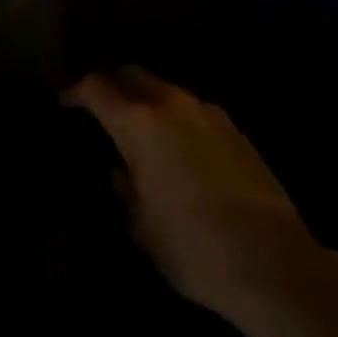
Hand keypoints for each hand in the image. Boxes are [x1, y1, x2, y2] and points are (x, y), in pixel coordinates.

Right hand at [66, 67, 321, 326]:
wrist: (272, 261)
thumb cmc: (192, 247)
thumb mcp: (143, 229)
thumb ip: (126, 193)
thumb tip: (122, 173)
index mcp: (140, 124)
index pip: (97, 88)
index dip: (76, 91)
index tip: (65, 102)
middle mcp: (173, 106)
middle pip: (134, 75)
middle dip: (114, 84)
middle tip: (102, 106)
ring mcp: (209, 114)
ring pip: (168, 91)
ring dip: (149, 101)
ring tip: (141, 129)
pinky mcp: (236, 130)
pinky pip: (195, 112)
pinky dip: (178, 119)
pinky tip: (181, 149)